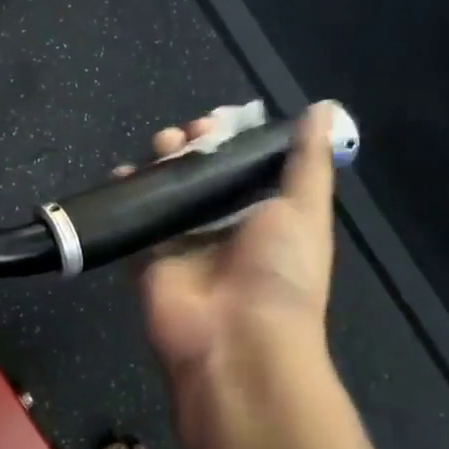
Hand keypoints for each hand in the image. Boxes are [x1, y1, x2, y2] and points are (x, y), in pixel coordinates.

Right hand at [137, 103, 338, 384]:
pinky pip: (135, 218)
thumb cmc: (279, 271)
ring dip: (161, 163)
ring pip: (166, 190)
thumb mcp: (305, 210)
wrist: (237, 339)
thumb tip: (323, 108)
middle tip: (186, 135)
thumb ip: (307, 161)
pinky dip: (126, 193)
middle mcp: (223, 225)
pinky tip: (124, 173)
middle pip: (200, 173)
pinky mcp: (149, 256)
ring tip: (161, 147)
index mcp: (263, 214)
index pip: (242, 164)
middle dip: (192, 146)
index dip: (230, 138)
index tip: (218, 121)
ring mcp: (183, 241)